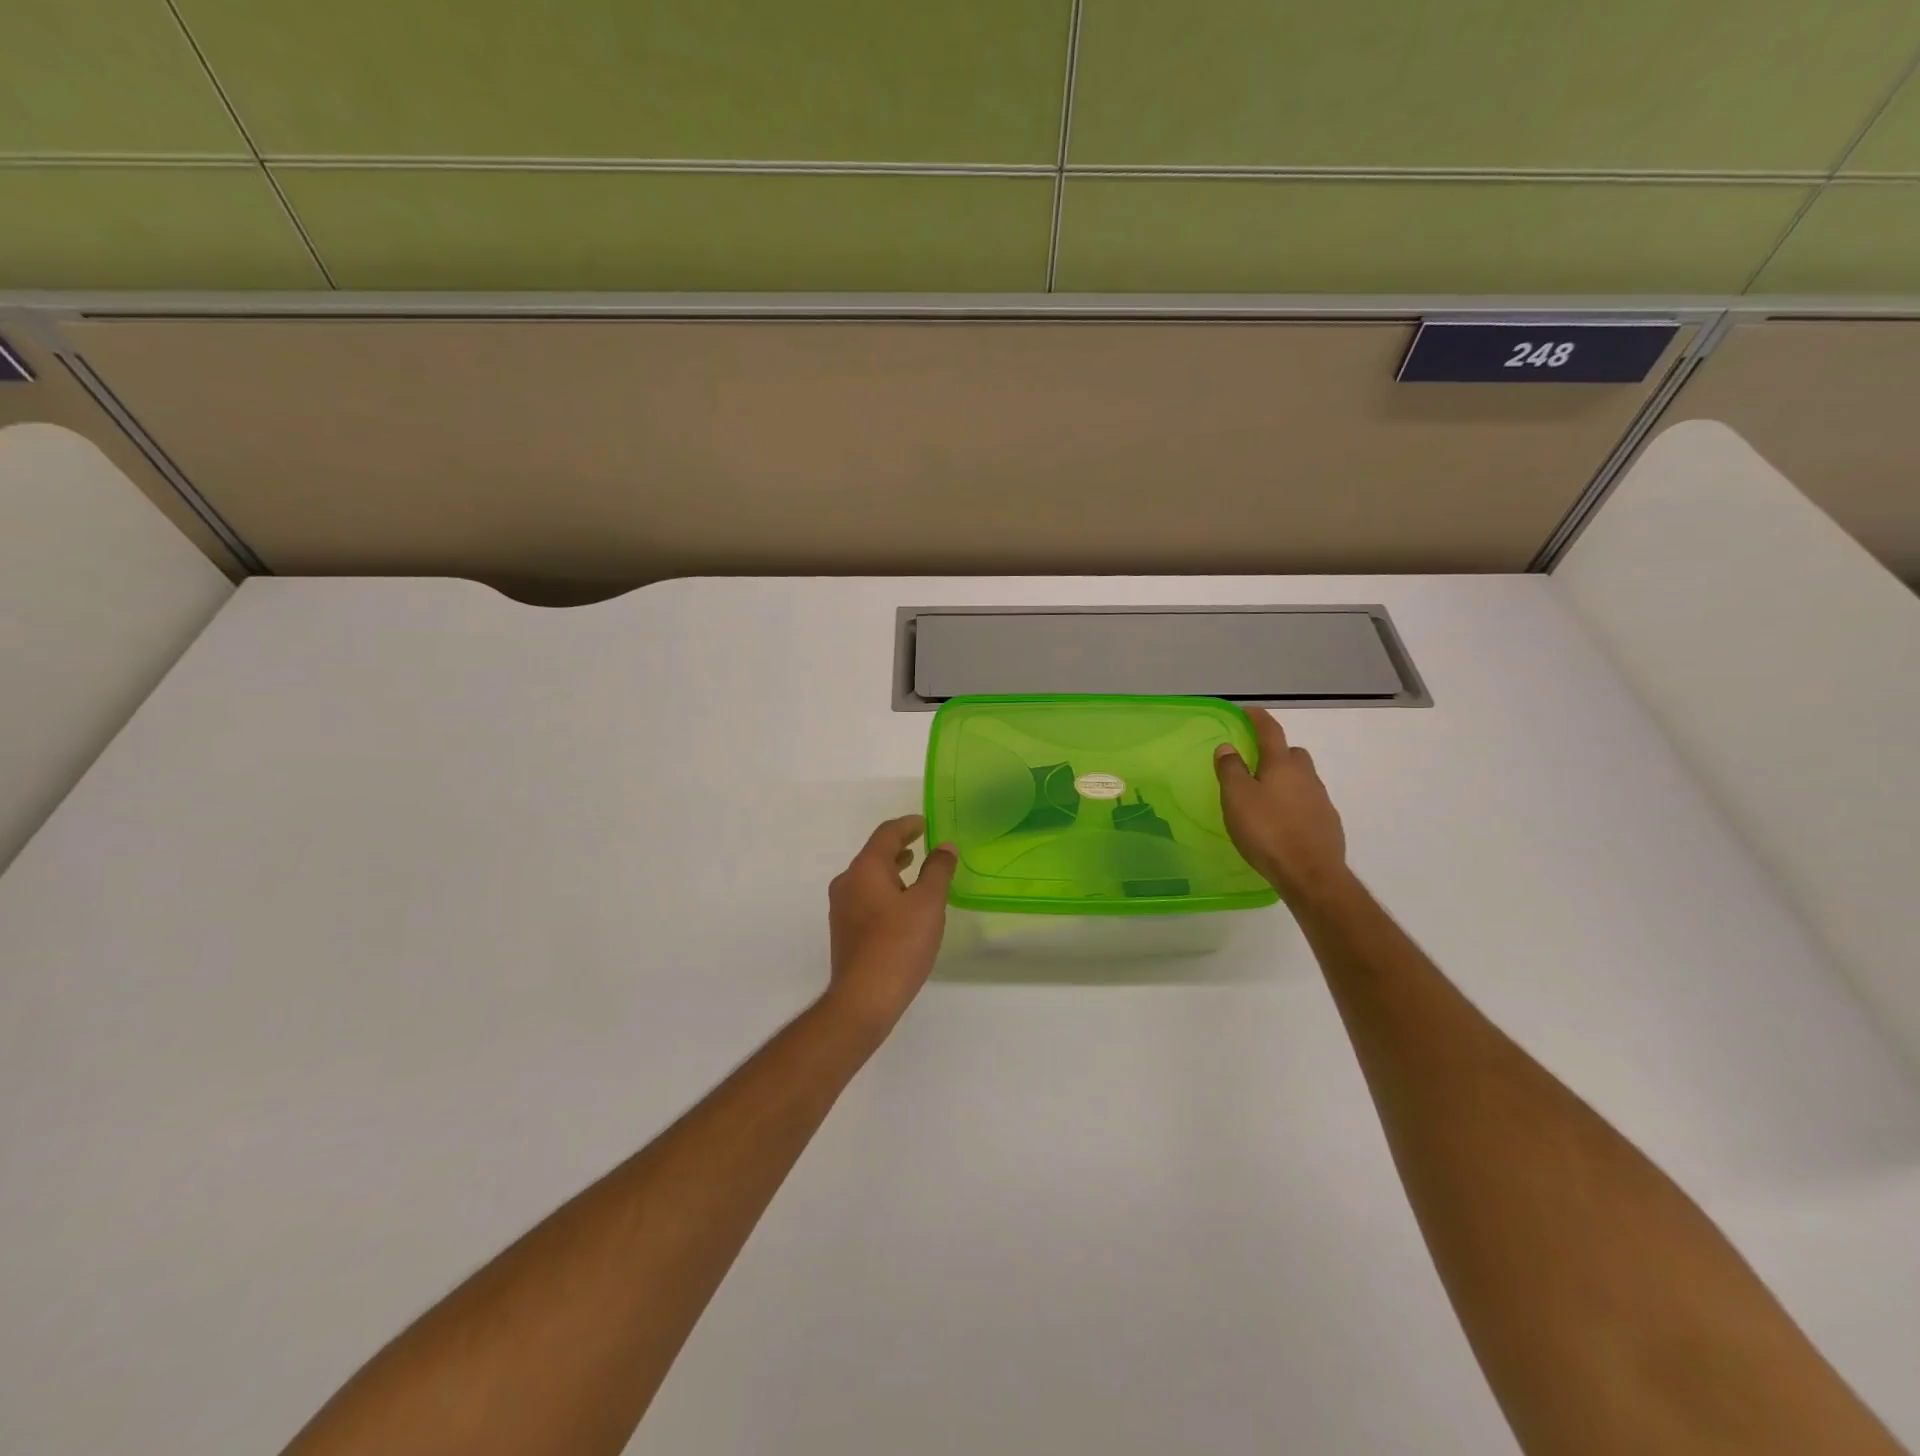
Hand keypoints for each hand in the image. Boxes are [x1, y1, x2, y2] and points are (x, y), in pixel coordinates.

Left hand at [825, 816, 956, 1030]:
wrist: (864, 998)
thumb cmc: (899, 944)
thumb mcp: (928, 903)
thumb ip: (938, 870)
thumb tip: (945, 847)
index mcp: (865, 869)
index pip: (886, 834)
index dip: (907, 825)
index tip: (925, 824)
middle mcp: (847, 882)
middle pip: (874, 854)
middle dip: (899, 847)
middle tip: (924, 844)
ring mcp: (841, 908)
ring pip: (869, 877)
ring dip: (893, 870)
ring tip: (916, 873)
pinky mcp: (844, 930)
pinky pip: (866, 897)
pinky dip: (885, 891)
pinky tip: (903, 907)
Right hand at [1214, 709, 1351, 907]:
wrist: (1311, 874)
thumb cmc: (1268, 831)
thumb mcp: (1237, 798)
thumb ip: (1230, 769)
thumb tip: (1227, 747)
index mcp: (1282, 765)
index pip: (1271, 731)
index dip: (1258, 718)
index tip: (1247, 711)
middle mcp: (1306, 776)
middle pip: (1292, 754)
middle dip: (1275, 752)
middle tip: (1254, 764)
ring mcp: (1321, 800)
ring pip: (1301, 779)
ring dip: (1285, 780)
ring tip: (1264, 798)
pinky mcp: (1328, 823)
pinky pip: (1308, 802)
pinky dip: (1294, 804)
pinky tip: (1281, 823)